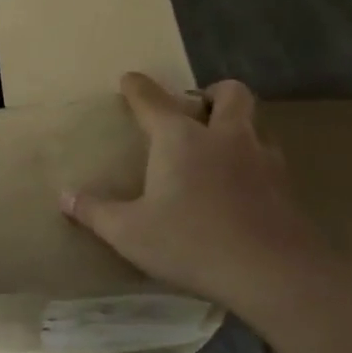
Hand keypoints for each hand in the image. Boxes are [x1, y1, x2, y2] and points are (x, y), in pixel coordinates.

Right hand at [63, 73, 339, 318]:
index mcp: (180, 139)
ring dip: (238, 128)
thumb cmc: (192, 243)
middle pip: (229, 93)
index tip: (129, 80)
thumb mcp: (130, 233)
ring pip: (255, 124)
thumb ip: (96, 212)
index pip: (152, 100)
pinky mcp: (286, 186)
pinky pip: (269, 159)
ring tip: (220, 150)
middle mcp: (224, 136)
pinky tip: (242, 188)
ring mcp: (262, 158)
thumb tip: (65, 196)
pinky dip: (254, 162)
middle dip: (212, 93)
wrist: (273, 272)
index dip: (137, 87)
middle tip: (197, 111)